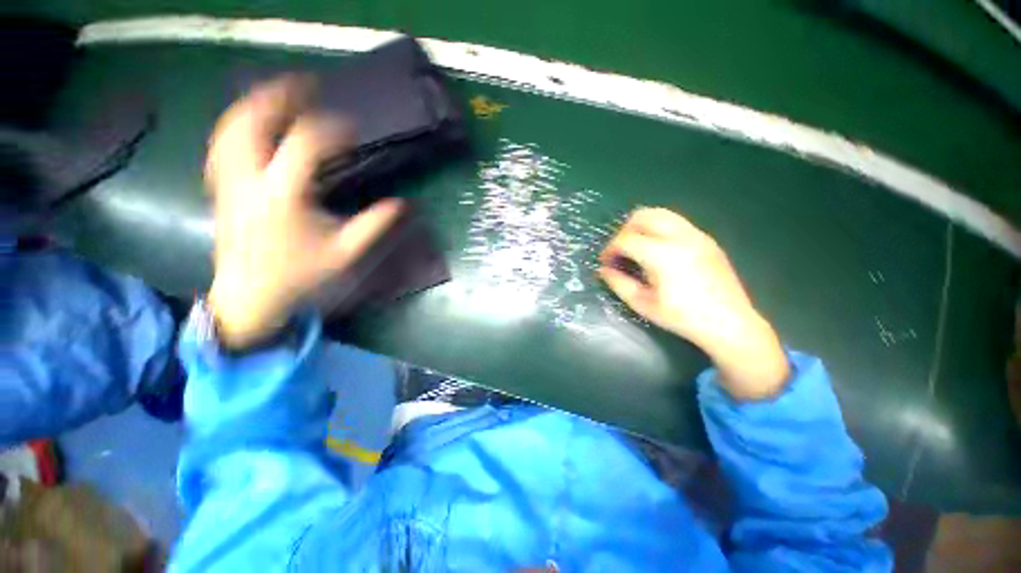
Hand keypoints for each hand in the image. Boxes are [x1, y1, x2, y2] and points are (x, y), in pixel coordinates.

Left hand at [205, 77, 403, 347]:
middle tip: (305, 84)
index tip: (351, 129)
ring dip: (255, 104)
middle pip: (252, 121)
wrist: (249, 293)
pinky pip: (222, 143)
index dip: (330, 130)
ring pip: (231, 127)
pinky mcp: (220, 186)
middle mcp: (248, 180)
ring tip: (279, 94)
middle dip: (279, 96)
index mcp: (283, 196)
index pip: (305, 145)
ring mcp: (227, 181)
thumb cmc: (299, 274)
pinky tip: (254, 123)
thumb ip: (374, 225)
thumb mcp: (345, 253)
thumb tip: (403, 204)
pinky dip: (238, 124)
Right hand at [599, 207, 788, 399]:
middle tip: (621, 251)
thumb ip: (618, 283)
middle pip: (642, 215)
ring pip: (661, 213)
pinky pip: (676, 222)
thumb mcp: (642, 304)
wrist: (729, 323)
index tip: (605, 262)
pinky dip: (659, 229)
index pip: (626, 239)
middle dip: (625, 231)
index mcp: (662, 255)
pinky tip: (659, 251)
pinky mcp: (707, 239)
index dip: (610, 249)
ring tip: (637, 248)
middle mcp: (680, 237)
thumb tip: (603, 269)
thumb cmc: (682, 317)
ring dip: (642, 226)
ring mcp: (696, 235)